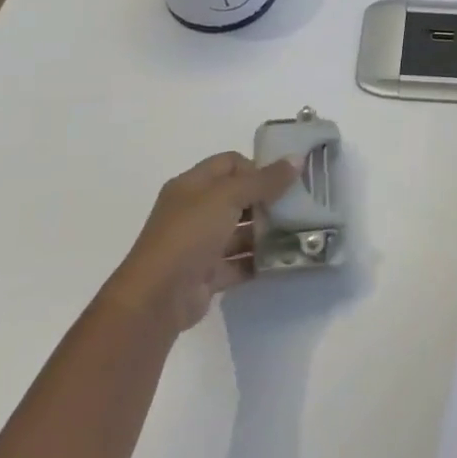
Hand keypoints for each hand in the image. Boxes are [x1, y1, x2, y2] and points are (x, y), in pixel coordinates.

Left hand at [105, 153, 297, 333]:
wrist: (157, 298)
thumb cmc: (189, 235)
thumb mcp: (227, 197)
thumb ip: (264, 180)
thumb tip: (297, 159)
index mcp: (192, 186)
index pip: (229, 164)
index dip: (256, 167)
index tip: (284, 179)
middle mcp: (194, 212)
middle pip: (237, 197)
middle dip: (267, 200)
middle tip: (299, 205)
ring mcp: (200, 245)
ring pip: (240, 232)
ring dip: (266, 232)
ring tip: (299, 233)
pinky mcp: (207, 274)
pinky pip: (240, 263)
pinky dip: (260, 261)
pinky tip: (285, 260)